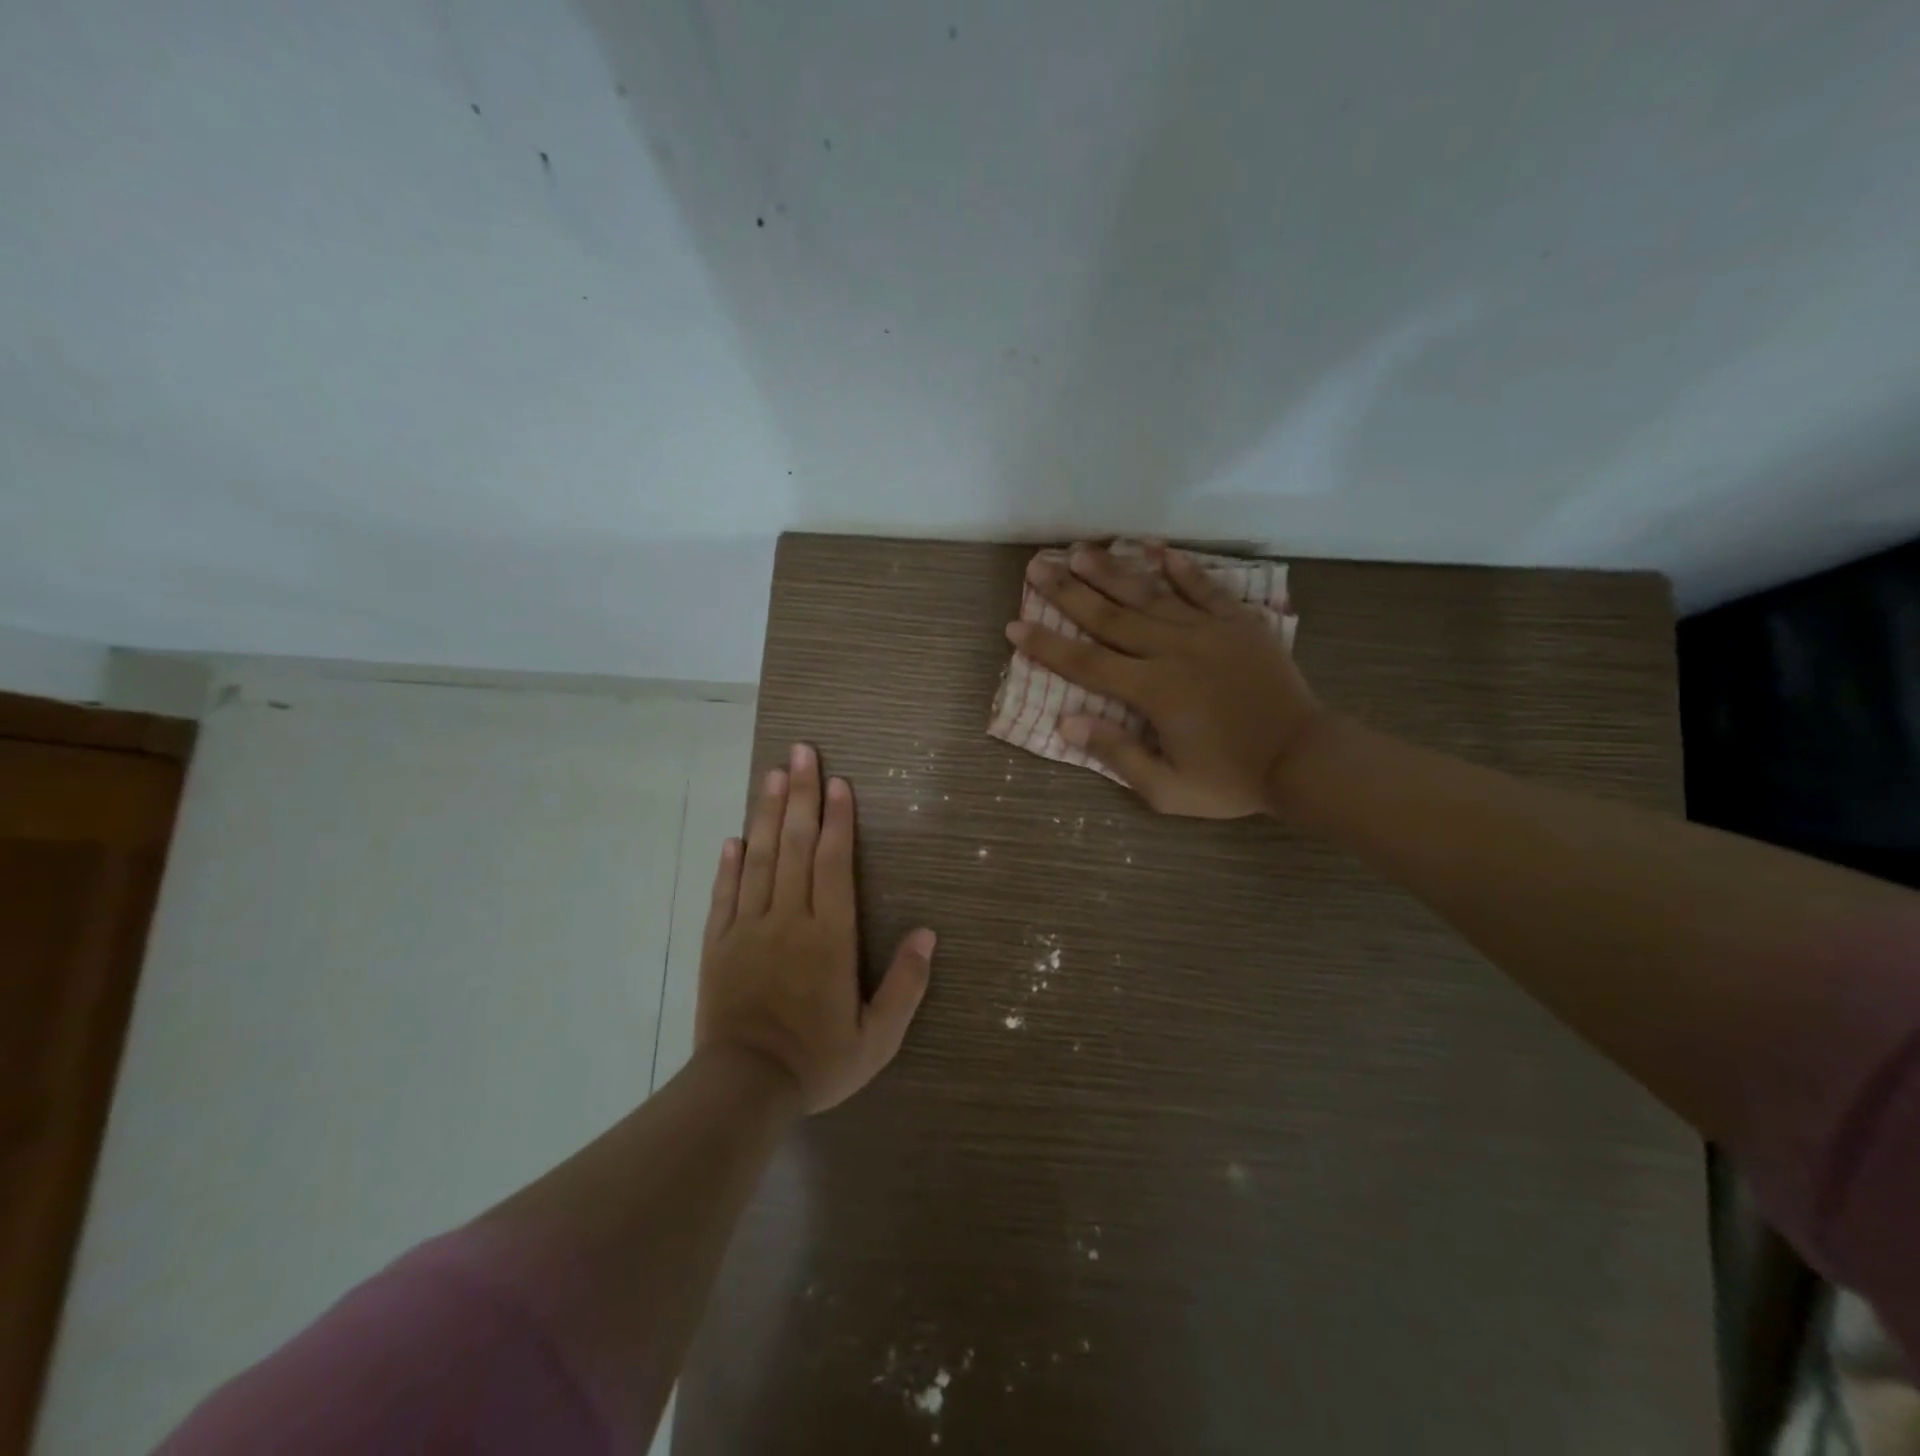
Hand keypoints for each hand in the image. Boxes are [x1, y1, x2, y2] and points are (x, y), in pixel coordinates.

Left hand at [696, 743, 936, 1112]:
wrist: (744, 1089)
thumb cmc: (818, 1061)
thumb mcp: (877, 1036)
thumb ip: (906, 984)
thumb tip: (929, 934)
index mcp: (828, 936)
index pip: (834, 864)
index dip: (839, 820)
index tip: (839, 782)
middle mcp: (788, 919)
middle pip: (796, 846)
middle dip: (802, 796)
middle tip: (801, 753)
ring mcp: (748, 928)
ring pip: (759, 859)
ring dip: (768, 814)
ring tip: (772, 775)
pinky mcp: (718, 944)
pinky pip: (725, 894)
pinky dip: (730, 863)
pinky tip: (735, 837)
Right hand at [1008, 544, 1325, 818]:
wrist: (1305, 760)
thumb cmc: (1232, 780)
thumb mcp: (1167, 789)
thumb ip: (1117, 755)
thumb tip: (1067, 723)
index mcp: (1153, 691)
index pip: (1086, 663)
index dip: (1047, 646)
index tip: (1014, 626)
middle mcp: (1174, 651)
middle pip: (1111, 617)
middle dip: (1068, 591)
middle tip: (1037, 566)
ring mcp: (1209, 632)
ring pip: (1150, 595)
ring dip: (1112, 572)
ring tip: (1080, 551)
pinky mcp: (1239, 623)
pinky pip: (1205, 588)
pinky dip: (1181, 568)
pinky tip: (1157, 550)